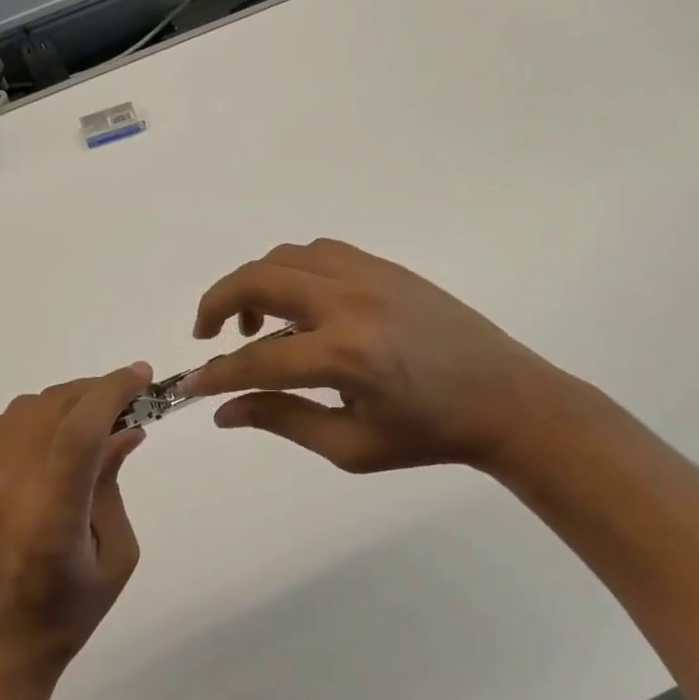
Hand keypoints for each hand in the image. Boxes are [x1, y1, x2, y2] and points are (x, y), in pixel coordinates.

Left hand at [0, 364, 154, 693]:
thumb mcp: (115, 556)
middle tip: (129, 401)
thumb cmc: (66, 616)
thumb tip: (125, 429)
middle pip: (55, 408)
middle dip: (98, 391)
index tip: (143, 377)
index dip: (114, 390)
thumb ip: (114, 484)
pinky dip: (38, 414)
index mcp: (52, 516)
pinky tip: (56, 435)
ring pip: (28, 408)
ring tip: (94, 418)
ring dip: (67, 401)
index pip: (81, 430)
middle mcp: (11, 488)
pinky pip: (4, 423)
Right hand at [183, 239, 574, 474]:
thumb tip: (224, 411)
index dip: (218, 373)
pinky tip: (297, 301)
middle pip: (258, 281)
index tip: (192, 383)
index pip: (258, 359)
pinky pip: (319, 251)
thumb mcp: (352, 447)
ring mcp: (368, 275)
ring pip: (284, 257)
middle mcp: (350, 302)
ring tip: (255, 320)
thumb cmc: (429, 435)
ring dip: (254, 282)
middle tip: (207, 333)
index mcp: (345, 356)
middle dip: (217, 303)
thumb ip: (283, 420)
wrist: (507, 398)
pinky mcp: (384, 266)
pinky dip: (290, 269)